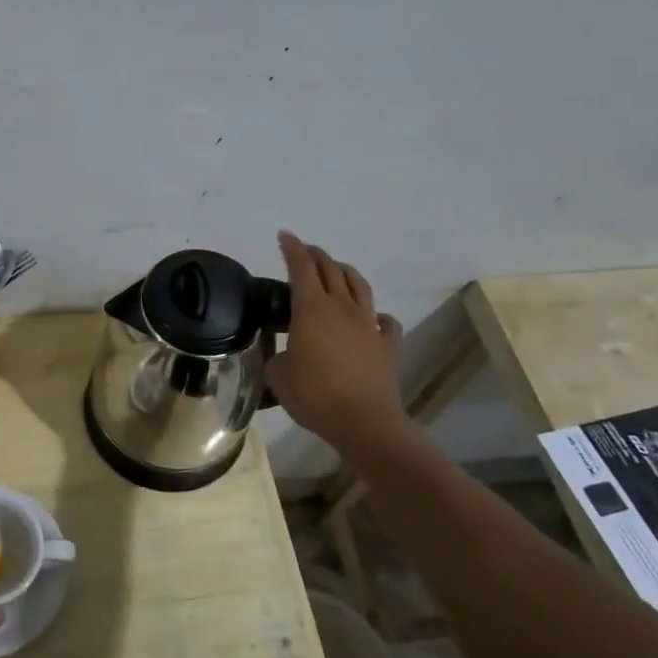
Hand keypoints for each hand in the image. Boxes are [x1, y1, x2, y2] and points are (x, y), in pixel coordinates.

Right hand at [265, 230, 407, 454]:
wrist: (364, 422)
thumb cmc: (314, 395)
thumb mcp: (276, 375)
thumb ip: (270, 357)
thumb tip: (272, 352)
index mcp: (311, 309)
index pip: (300, 267)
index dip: (291, 248)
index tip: (284, 236)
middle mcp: (341, 307)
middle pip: (330, 269)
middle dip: (316, 255)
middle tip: (305, 251)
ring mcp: (368, 324)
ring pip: (359, 286)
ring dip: (345, 272)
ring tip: (337, 270)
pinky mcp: (387, 344)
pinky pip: (385, 322)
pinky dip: (377, 315)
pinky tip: (374, 318)